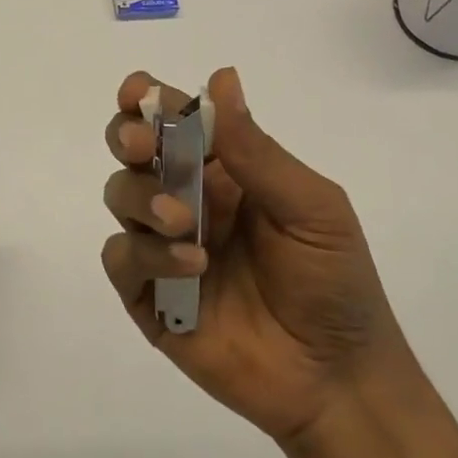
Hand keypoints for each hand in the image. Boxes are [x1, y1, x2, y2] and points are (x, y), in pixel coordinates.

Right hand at [100, 68, 405, 447]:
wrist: (337, 379)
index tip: (135, 93)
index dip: (146, 99)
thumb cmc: (334, 280)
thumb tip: (221, 77)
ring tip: (183, 221)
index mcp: (223, 171)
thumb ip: (256, 149)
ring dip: (142, 197)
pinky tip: (192, 267)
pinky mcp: (148, 296)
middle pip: (131, 150)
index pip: (172, 119)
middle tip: (141, 146)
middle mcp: (185, 198)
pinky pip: (121, 258)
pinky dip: (146, 254)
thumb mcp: (310, 207)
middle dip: (126, 137)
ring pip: (120, 196)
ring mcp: (162, 247)